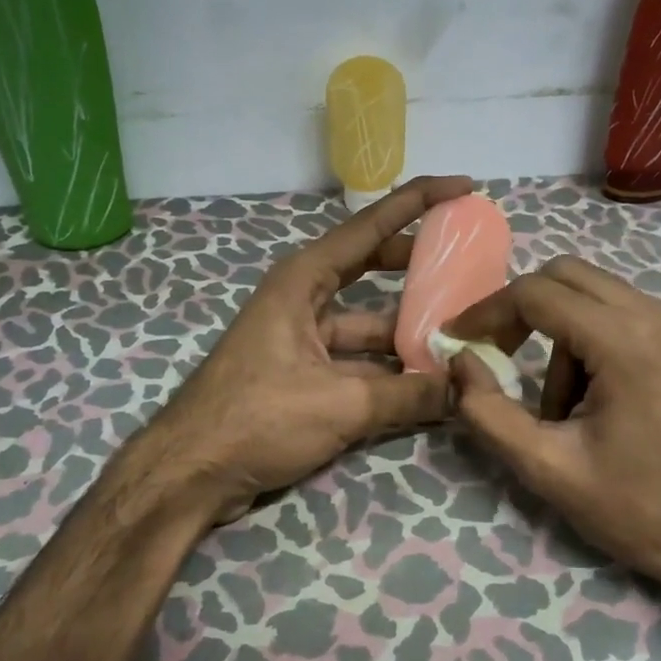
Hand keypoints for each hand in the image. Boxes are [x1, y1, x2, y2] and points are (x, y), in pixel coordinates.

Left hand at [144, 175, 474, 520]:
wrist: (189, 473)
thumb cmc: (257, 418)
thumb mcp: (340, 403)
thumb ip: (408, 394)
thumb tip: (466, 389)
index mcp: (304, 279)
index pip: (371, 226)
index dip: (419, 201)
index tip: (463, 187)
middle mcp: (304, 297)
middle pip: (373, 266)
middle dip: (420, 264)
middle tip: (471, 263)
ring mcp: (303, 335)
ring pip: (369, 320)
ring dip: (409, 326)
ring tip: (463, 328)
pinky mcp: (304, 372)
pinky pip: (359, 357)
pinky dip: (390, 366)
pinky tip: (429, 379)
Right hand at [445, 255, 660, 600]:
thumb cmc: (641, 510)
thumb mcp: (549, 469)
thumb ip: (489, 412)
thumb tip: (459, 362)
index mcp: (626, 341)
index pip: (536, 294)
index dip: (486, 312)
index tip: (457, 340)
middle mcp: (656, 315)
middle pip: (565, 274)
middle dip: (521, 309)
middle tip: (497, 354)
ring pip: (592, 293)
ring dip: (558, 333)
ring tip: (559, 407)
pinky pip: (620, 313)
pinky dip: (589, 337)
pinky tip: (592, 397)